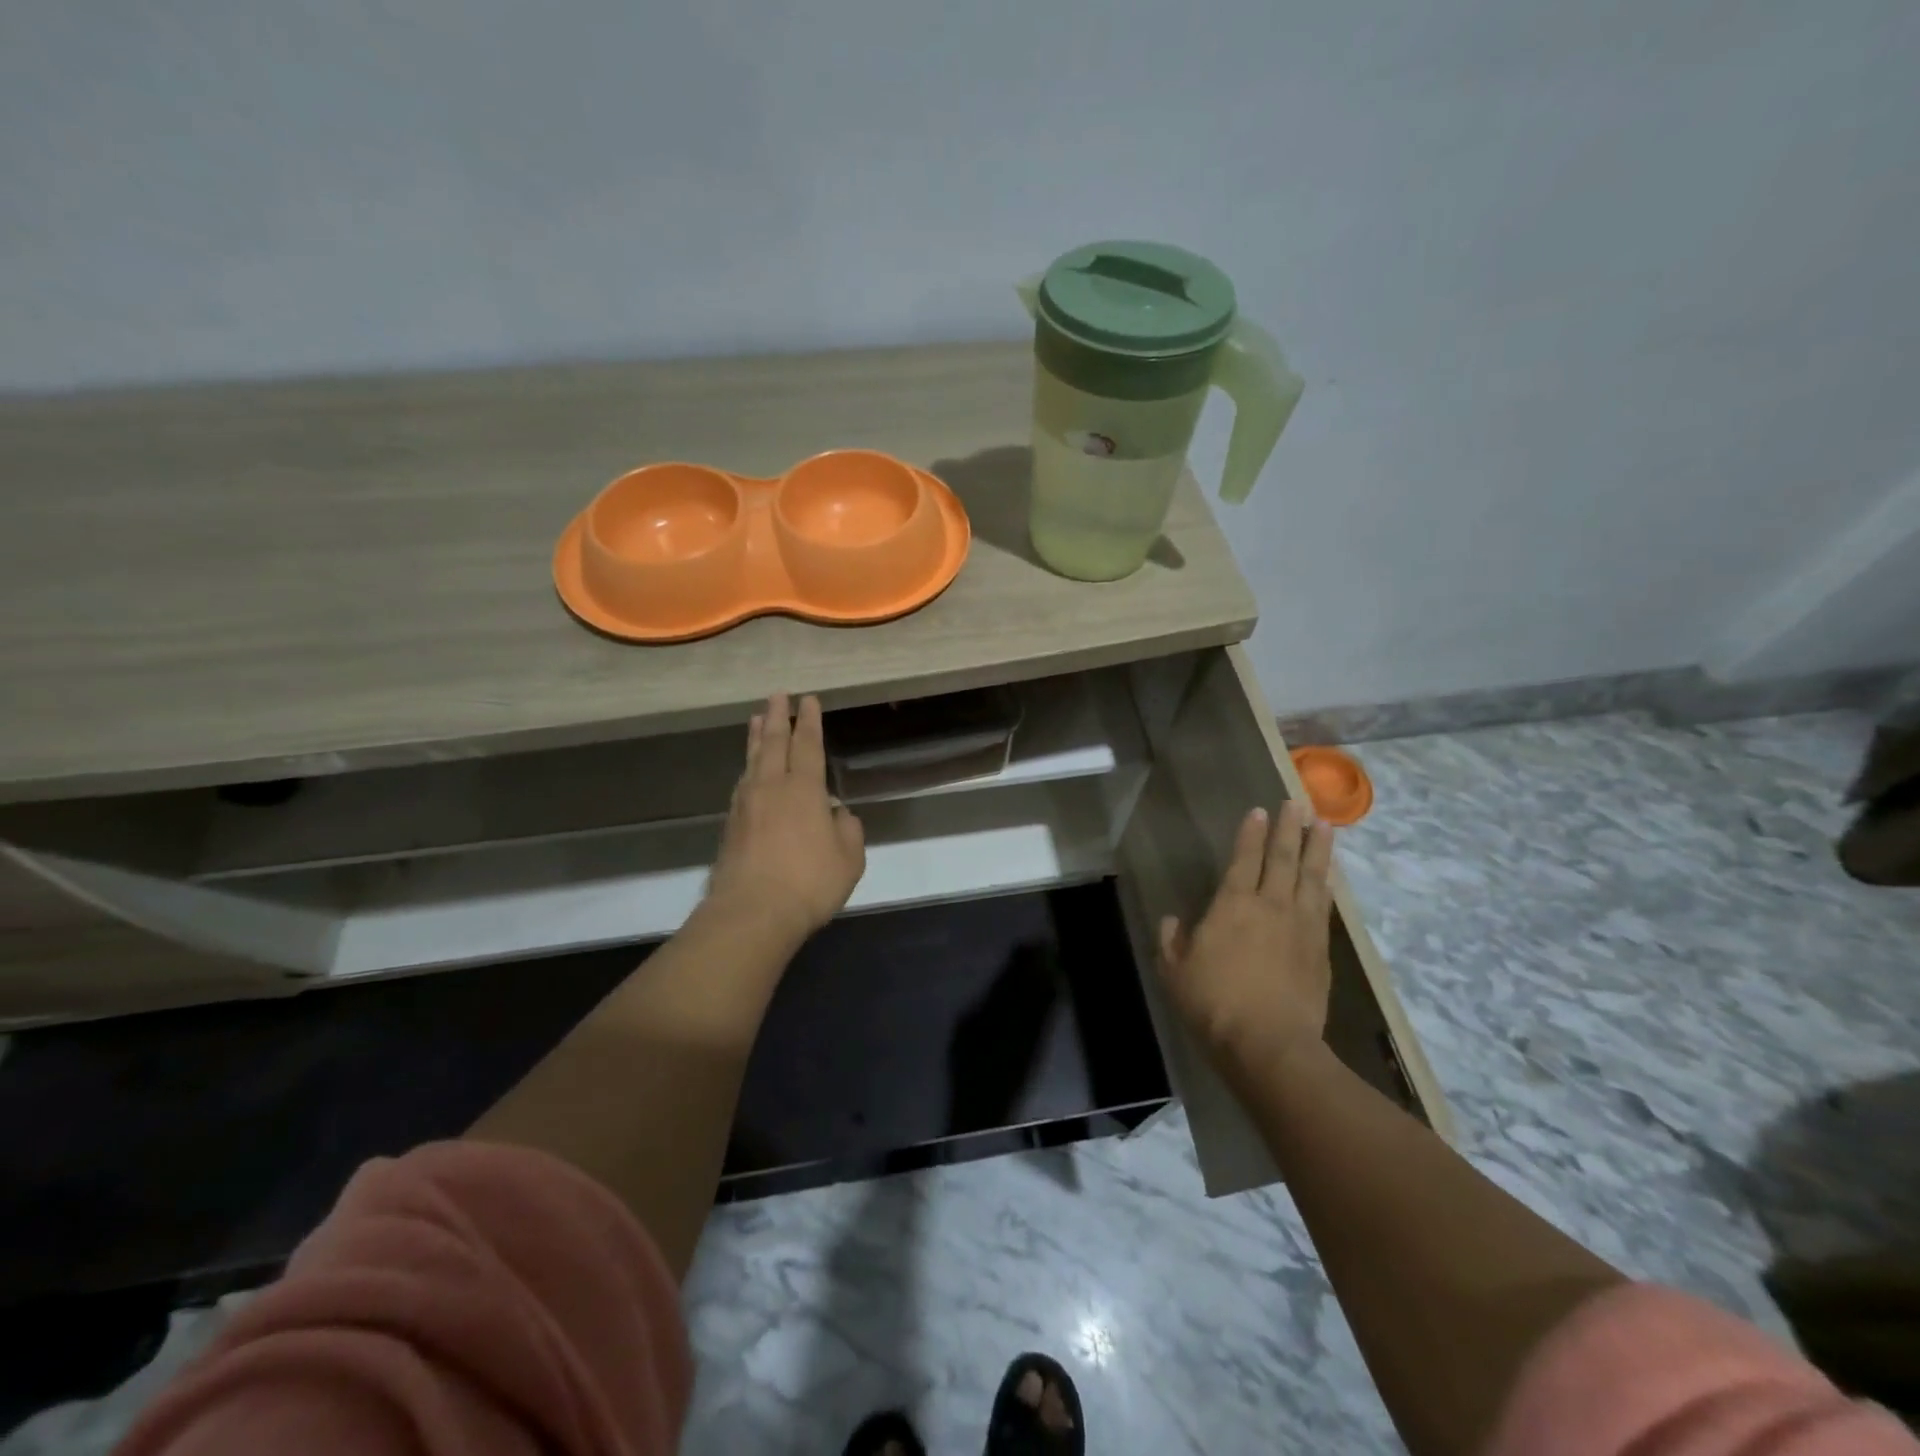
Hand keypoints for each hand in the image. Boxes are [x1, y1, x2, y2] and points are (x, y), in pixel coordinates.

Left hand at [707, 692, 865, 941]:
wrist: (752, 913)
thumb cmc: (810, 883)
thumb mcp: (849, 859)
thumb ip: (848, 830)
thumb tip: (838, 814)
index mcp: (804, 790)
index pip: (808, 745)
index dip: (810, 721)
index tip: (809, 700)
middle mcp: (771, 788)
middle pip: (774, 743)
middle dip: (778, 716)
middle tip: (777, 695)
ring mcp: (746, 805)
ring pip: (752, 761)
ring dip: (758, 738)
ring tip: (758, 721)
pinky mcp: (731, 826)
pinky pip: (742, 785)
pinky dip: (748, 769)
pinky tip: (749, 772)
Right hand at [1157, 799, 1334, 1078]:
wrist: (1270, 1045)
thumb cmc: (1214, 1004)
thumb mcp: (1175, 973)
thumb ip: (1172, 942)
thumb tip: (1173, 922)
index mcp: (1232, 905)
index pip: (1244, 859)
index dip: (1250, 834)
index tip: (1258, 811)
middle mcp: (1271, 906)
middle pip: (1283, 859)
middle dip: (1288, 829)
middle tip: (1297, 803)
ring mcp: (1301, 927)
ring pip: (1312, 877)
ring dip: (1318, 849)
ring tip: (1325, 825)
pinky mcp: (1321, 950)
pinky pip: (1326, 907)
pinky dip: (1329, 885)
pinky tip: (1331, 877)